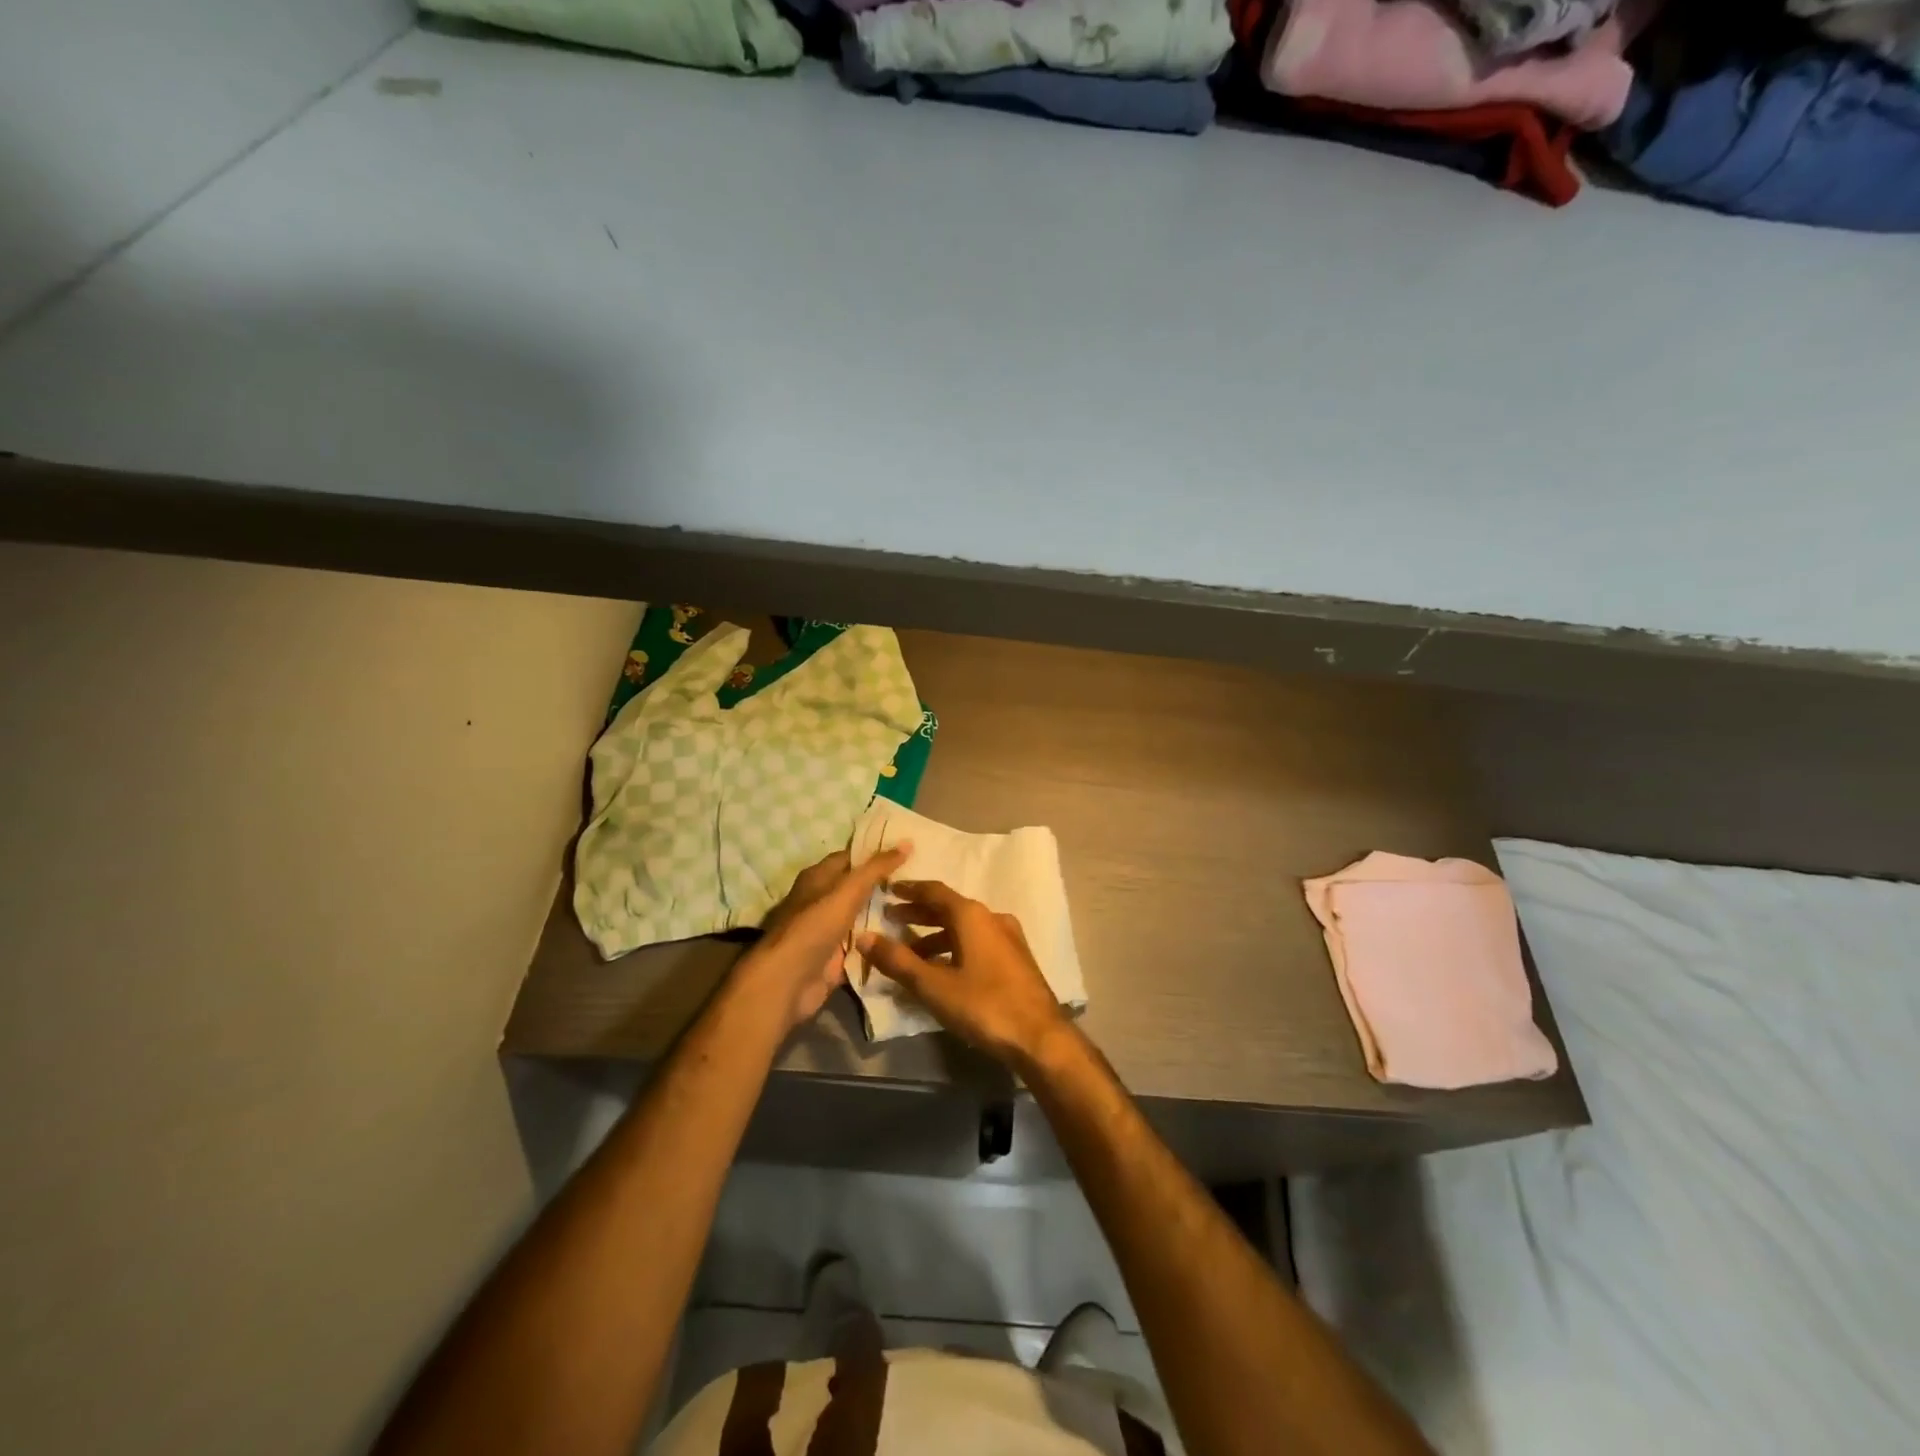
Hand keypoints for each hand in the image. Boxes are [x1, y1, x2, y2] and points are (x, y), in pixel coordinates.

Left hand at [740, 844, 911, 1032]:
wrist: (789, 981)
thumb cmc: (815, 926)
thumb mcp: (848, 890)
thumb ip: (877, 868)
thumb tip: (906, 842)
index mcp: (819, 877)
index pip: (852, 858)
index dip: (876, 854)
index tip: (908, 852)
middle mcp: (823, 901)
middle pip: (859, 888)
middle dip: (886, 885)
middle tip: (921, 880)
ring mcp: (830, 931)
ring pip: (863, 918)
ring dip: (886, 915)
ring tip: (923, 908)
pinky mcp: (837, 958)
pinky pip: (864, 946)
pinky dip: (881, 944)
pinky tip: (908, 939)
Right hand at [857, 880, 1071, 1069]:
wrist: (1040, 1037)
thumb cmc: (983, 1005)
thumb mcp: (933, 985)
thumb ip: (897, 960)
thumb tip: (865, 936)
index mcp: (972, 915)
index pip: (934, 891)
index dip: (910, 890)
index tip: (889, 890)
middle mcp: (992, 918)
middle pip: (950, 908)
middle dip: (919, 913)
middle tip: (892, 919)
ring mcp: (1008, 937)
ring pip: (965, 928)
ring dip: (936, 935)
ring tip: (912, 952)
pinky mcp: (1016, 958)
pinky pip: (978, 942)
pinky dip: (955, 947)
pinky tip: (944, 969)